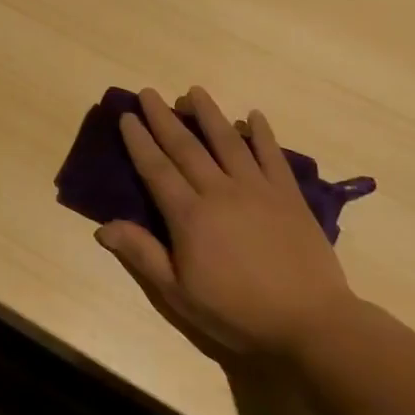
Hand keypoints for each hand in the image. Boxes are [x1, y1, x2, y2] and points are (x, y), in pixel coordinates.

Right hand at [95, 87, 354, 361]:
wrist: (312, 323)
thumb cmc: (238, 312)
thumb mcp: (179, 294)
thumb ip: (142, 254)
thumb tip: (103, 227)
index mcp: (189, 216)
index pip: (156, 169)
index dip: (139, 141)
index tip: (127, 116)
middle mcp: (219, 191)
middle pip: (186, 146)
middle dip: (164, 117)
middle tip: (149, 92)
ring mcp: (257, 189)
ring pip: (227, 141)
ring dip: (208, 114)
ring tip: (194, 91)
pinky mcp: (288, 195)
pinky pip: (272, 156)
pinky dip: (262, 133)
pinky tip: (253, 115)